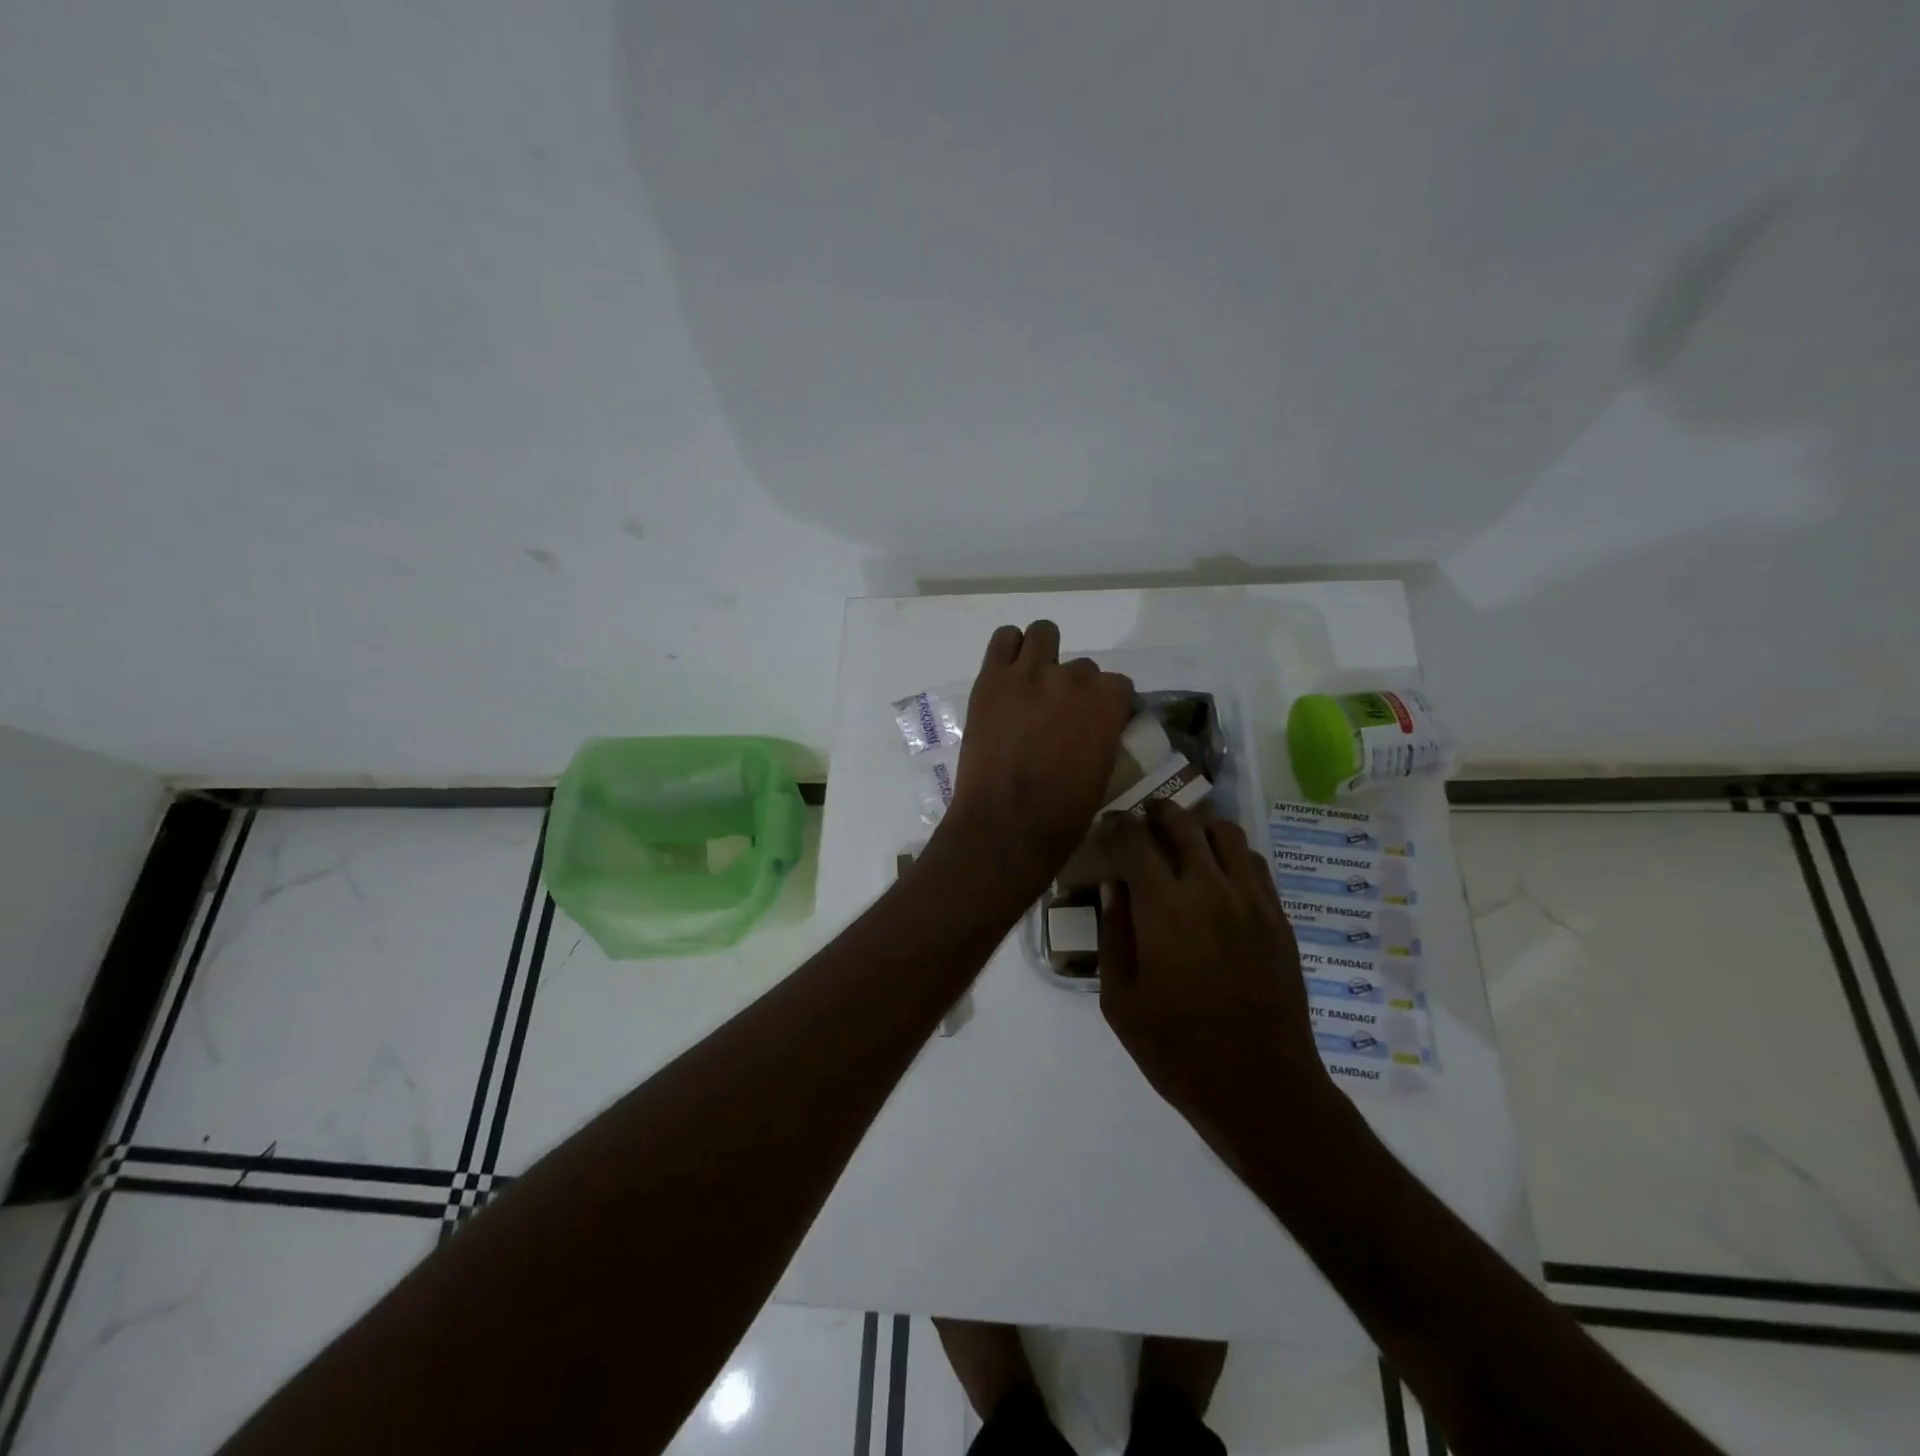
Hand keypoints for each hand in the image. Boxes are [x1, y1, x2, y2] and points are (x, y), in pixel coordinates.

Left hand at [938, 621, 1132, 888]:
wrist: (1004, 826)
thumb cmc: (1061, 816)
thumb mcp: (1103, 774)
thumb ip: (1104, 736)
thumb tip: (1096, 728)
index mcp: (1107, 704)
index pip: (1119, 685)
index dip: (1108, 704)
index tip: (1096, 722)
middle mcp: (1072, 679)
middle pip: (1083, 667)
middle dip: (1074, 689)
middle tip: (1056, 716)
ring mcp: (1029, 674)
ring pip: (1043, 633)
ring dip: (1043, 654)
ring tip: (1032, 684)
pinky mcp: (991, 679)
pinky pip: (1004, 639)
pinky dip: (1008, 650)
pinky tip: (1007, 675)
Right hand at [1098, 804, 1326, 1154]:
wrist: (1259, 1087)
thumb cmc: (1176, 1049)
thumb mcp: (1120, 999)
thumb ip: (1114, 934)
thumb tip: (1114, 886)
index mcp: (1164, 908)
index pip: (1137, 841)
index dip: (1119, 825)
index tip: (1108, 825)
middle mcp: (1210, 889)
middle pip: (1184, 824)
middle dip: (1158, 814)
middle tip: (1142, 821)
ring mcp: (1252, 901)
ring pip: (1227, 833)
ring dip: (1198, 827)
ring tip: (1182, 841)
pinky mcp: (1278, 917)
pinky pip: (1255, 863)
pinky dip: (1230, 853)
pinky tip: (1217, 873)